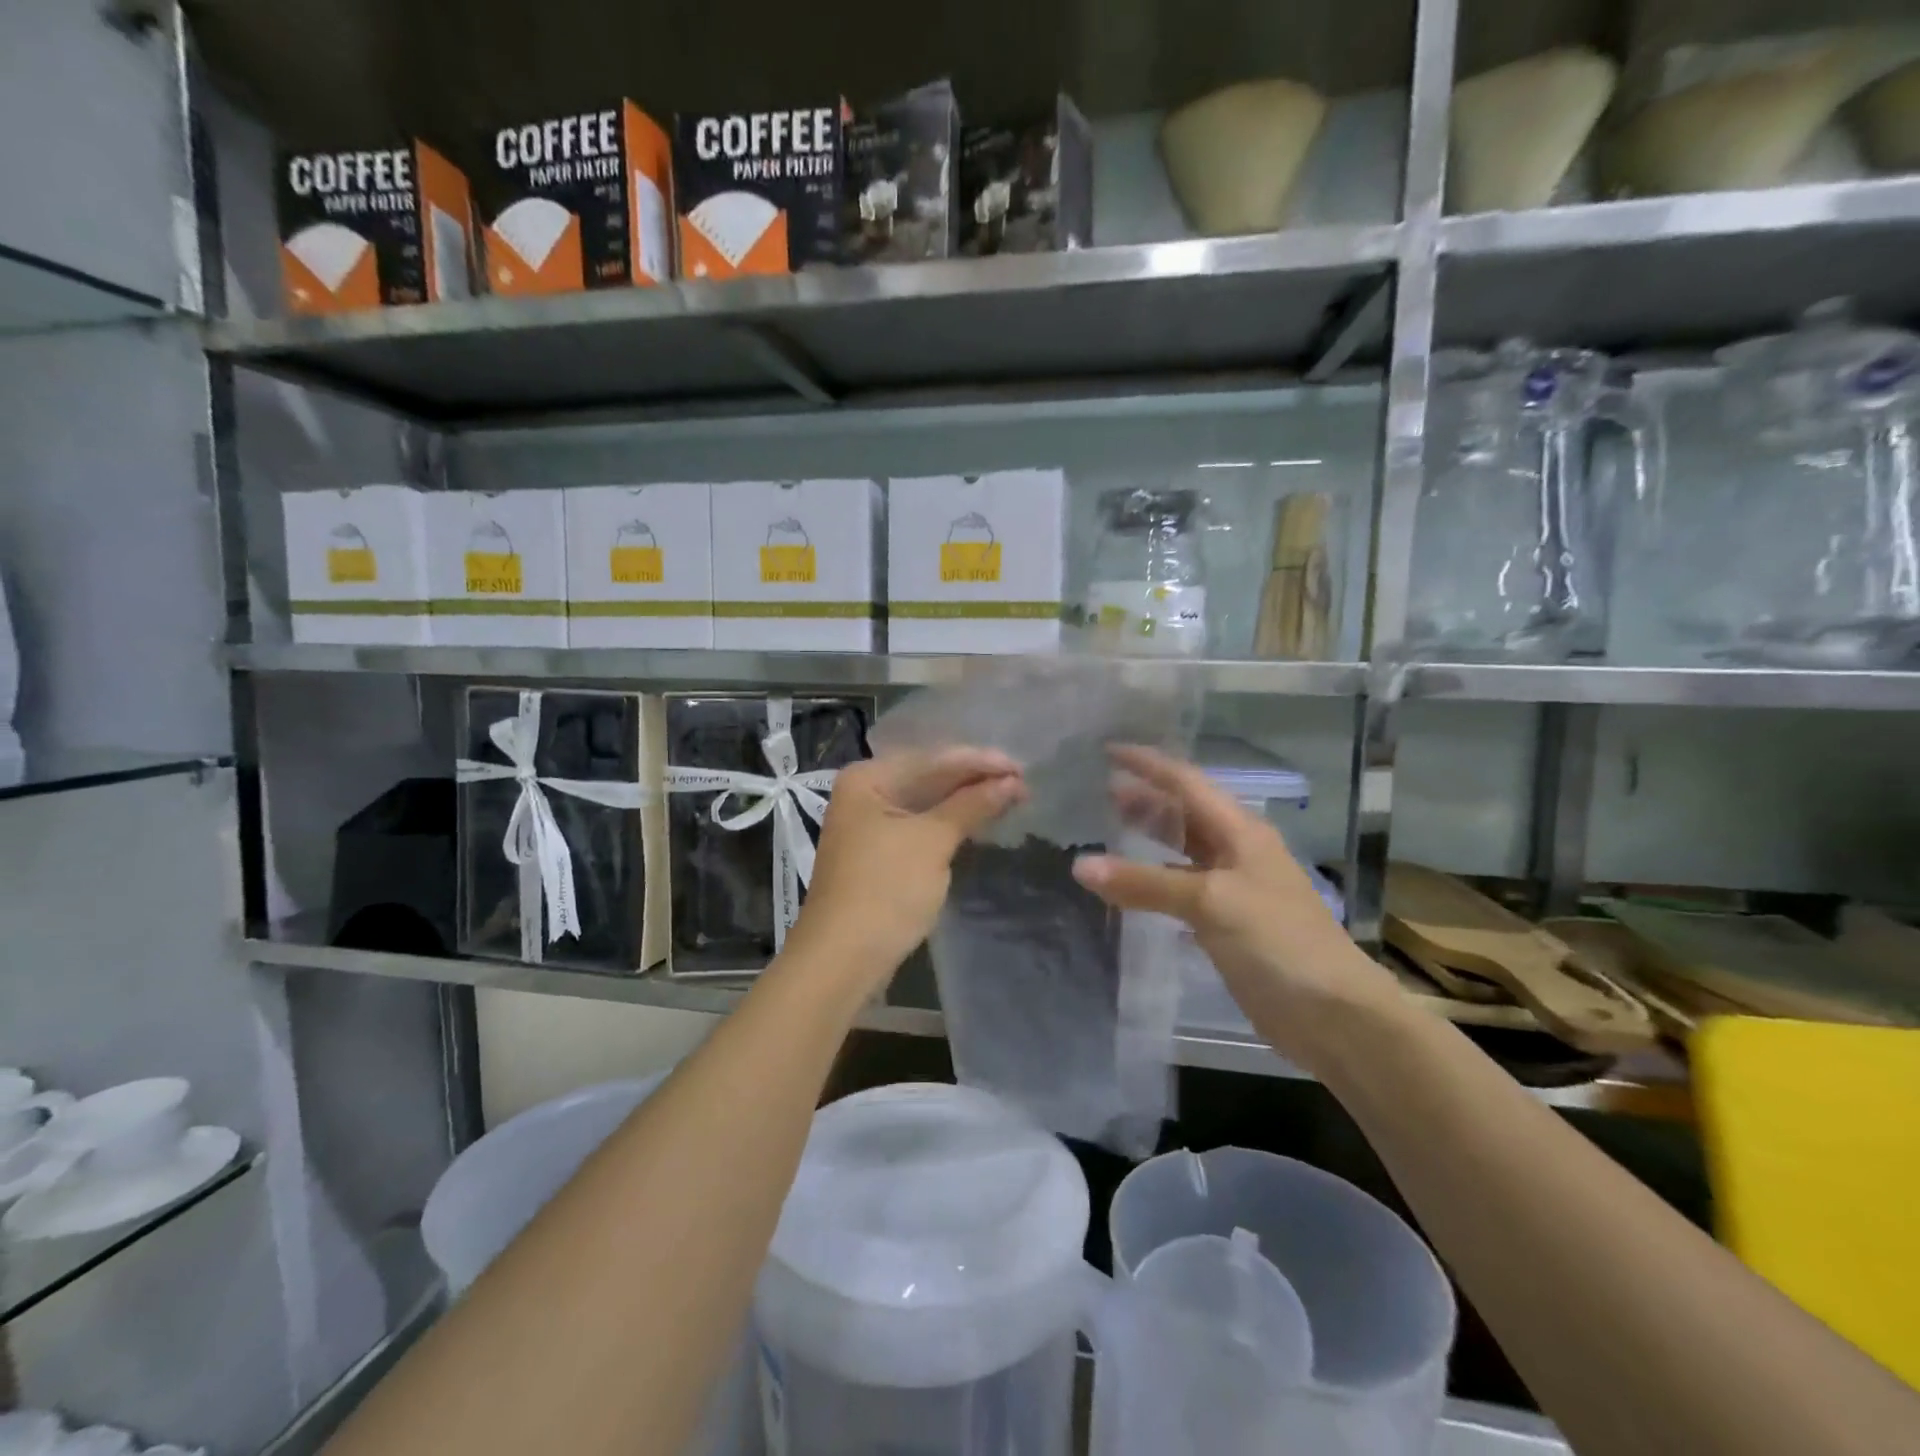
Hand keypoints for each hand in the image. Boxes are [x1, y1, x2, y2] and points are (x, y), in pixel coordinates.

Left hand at [787, 748, 1025, 992]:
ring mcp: (869, 824)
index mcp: (868, 778)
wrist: (842, 959)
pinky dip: (950, 823)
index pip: (933, 759)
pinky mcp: (879, 852)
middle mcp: (864, 793)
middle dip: (975, 781)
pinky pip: (921, 825)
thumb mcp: (932, 842)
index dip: (980, 762)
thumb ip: (972, 805)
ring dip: (966, 802)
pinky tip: (980, 820)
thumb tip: (1013, 782)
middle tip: (1023, 782)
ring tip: (1012, 798)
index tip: (1023, 767)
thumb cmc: (886, 890)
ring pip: (927, 803)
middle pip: (929, 777)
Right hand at [1071, 745, 1399, 1065]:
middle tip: (1099, 791)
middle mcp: (1237, 851)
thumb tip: (1080, 865)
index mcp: (1240, 831)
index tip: (1107, 750)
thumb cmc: (1277, 942)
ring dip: (1149, 839)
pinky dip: (1154, 882)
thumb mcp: (1210, 902)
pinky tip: (1130, 888)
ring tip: (1107, 830)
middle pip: (1184, 814)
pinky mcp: (1228, 923)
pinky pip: (1182, 889)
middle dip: (1145, 799)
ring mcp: (1234, 888)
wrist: (1333, 1014)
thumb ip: (1144, 883)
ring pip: (1182, 851)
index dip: (1147, 764)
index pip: (1186, 782)